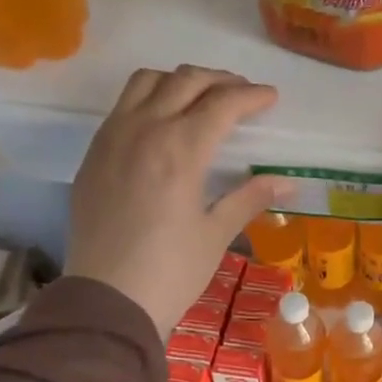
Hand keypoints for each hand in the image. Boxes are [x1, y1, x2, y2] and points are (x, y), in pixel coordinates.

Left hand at [66, 66, 289, 336]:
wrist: (108, 300)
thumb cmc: (171, 272)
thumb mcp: (216, 234)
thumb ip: (249, 198)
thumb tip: (287, 183)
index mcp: (181, 149)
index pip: (222, 104)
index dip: (251, 97)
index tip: (271, 98)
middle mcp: (144, 130)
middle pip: (185, 81)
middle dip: (219, 81)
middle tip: (242, 94)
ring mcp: (112, 138)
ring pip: (146, 82)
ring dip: (179, 81)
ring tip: (200, 98)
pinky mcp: (93, 154)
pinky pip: (122, 106)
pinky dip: (148, 99)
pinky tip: (162, 123)